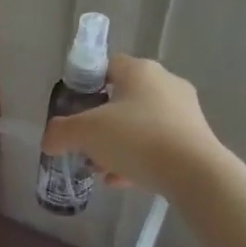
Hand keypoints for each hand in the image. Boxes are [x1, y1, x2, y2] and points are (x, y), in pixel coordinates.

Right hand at [40, 54, 214, 197]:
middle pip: (122, 99)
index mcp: (140, 70)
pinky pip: (158, 144)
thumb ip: (61, 133)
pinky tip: (123, 181)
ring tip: (101, 169)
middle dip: (100, 124)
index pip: (106, 66)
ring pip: (140, 124)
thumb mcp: (85, 133)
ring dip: (118, 145)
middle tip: (85, 144)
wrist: (195, 173)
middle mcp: (165, 83)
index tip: (74, 109)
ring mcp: (185, 111)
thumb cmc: (136, 138)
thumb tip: (49, 140)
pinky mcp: (196, 139)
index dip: (86, 85)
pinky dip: (139, 158)